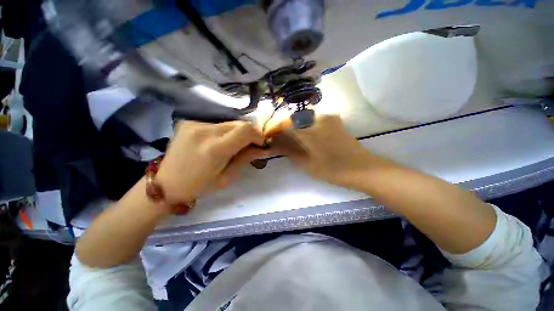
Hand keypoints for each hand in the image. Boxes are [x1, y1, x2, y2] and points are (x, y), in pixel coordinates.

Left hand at [156, 121, 265, 204]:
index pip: (245, 130)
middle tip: (249, 146)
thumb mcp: (227, 177)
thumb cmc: (199, 186)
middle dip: (249, 134)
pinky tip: (218, 142)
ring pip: (229, 123)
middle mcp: (205, 132)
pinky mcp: (190, 122)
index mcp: (215, 149)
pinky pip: (217, 124)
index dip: (258, 135)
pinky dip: (224, 132)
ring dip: (237, 133)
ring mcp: (195, 124)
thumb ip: (245, 158)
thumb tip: (262, 148)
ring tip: (232, 146)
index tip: (260, 144)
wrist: (166, 184)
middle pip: (239, 124)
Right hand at [271, 114, 381, 187]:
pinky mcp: (334, 121)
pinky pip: (313, 120)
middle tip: (277, 139)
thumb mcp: (306, 163)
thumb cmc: (332, 169)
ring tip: (288, 139)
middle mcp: (317, 117)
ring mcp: (328, 117)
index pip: (284, 124)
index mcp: (309, 128)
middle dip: (283, 128)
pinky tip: (303, 136)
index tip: (267, 136)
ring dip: (293, 127)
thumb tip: (274, 143)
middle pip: (293, 119)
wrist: (363, 169)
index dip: (273, 129)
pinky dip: (304, 127)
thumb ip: (288, 150)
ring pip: (303, 119)